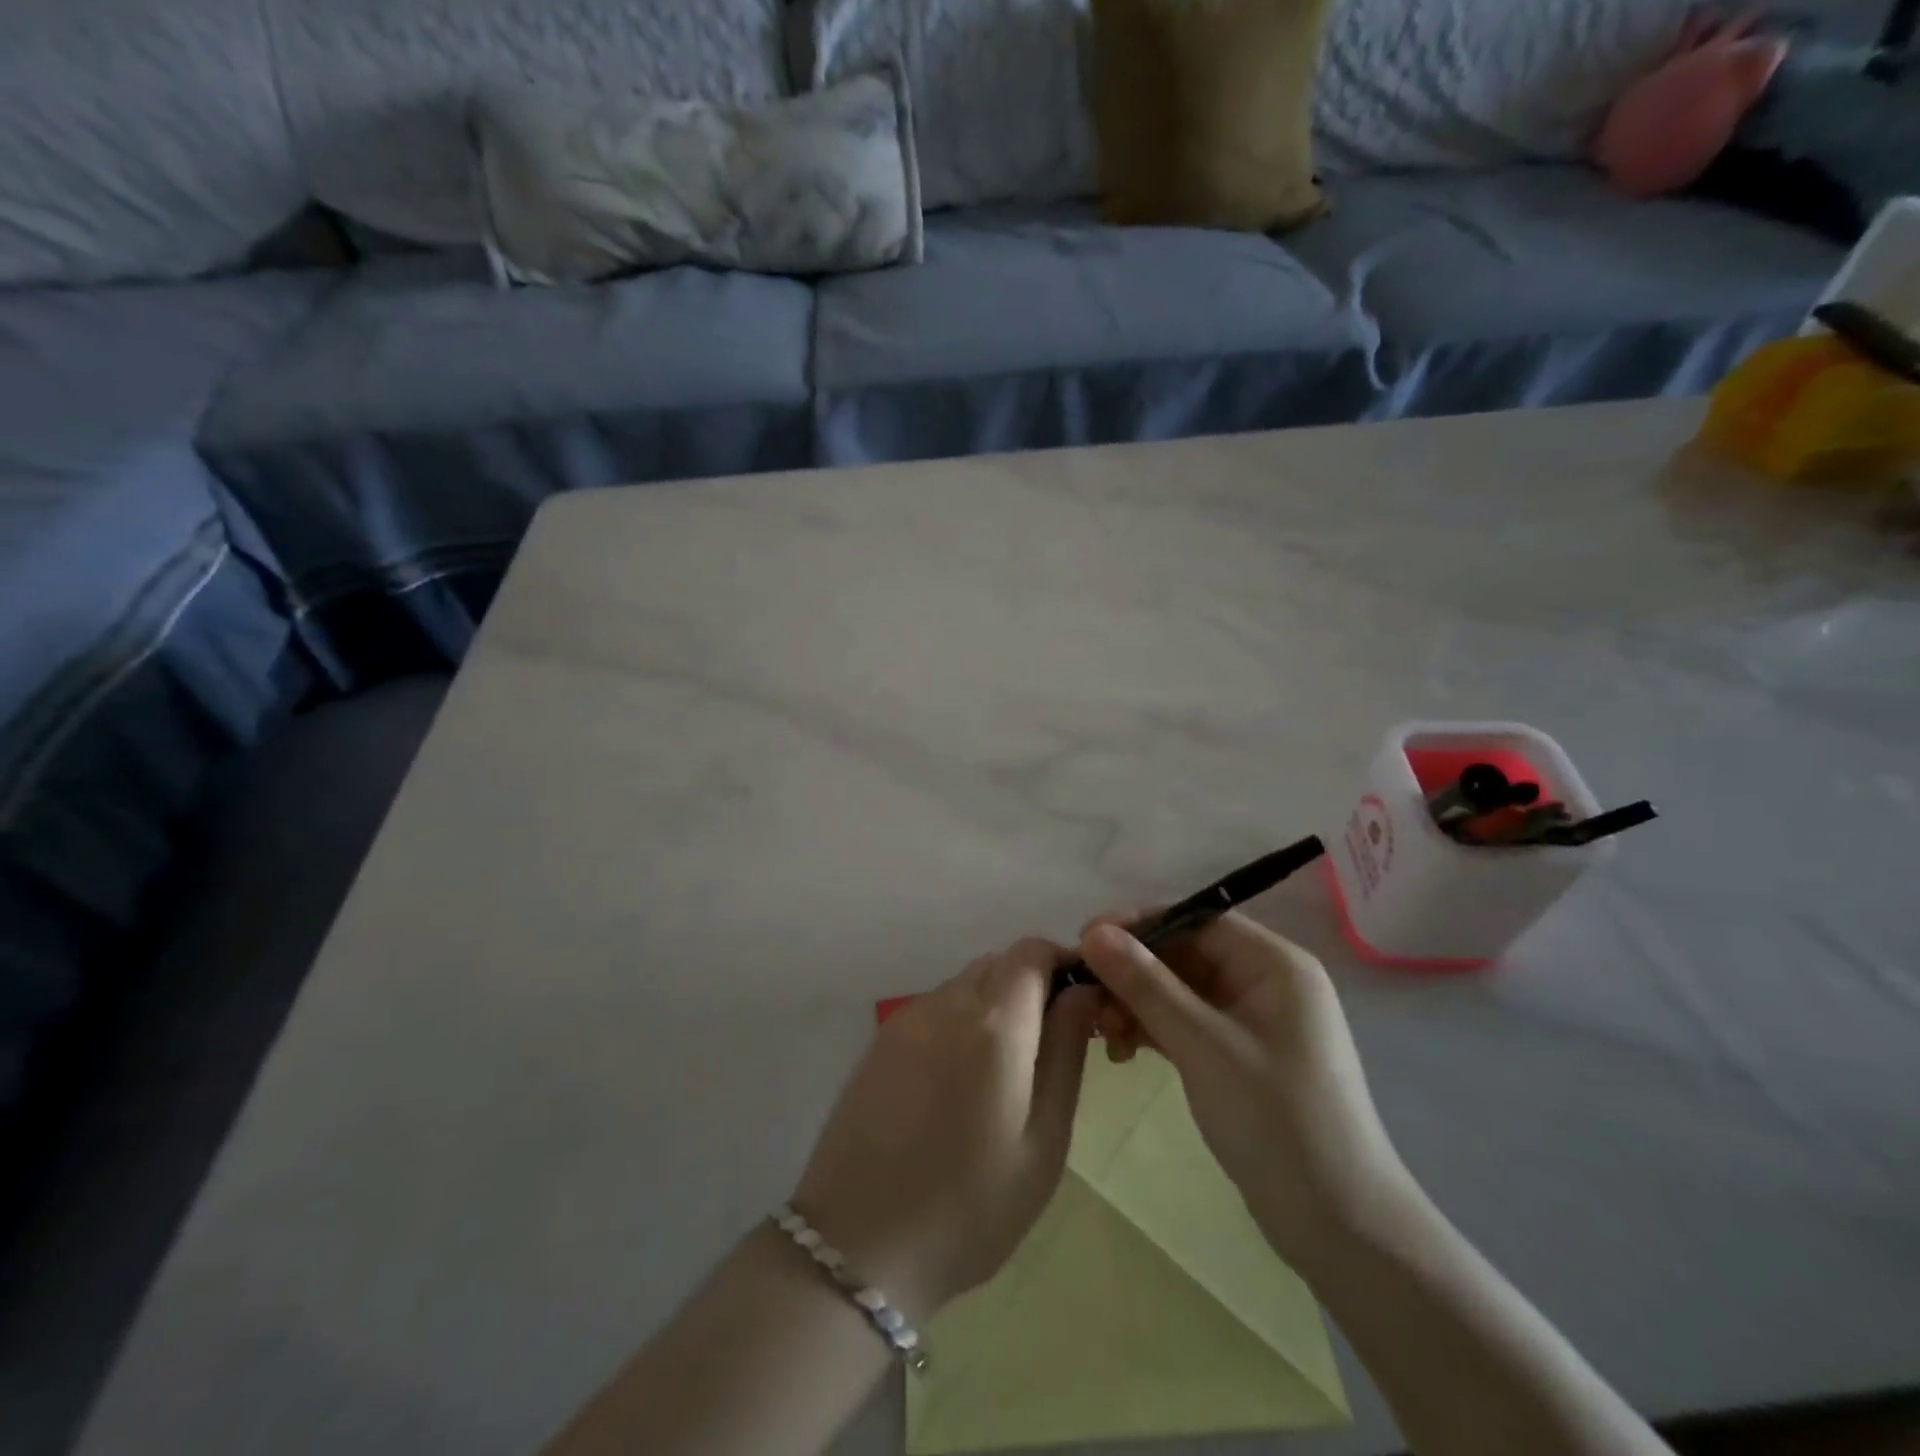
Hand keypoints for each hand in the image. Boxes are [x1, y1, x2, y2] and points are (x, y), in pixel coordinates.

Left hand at [793, 940, 1098, 1318]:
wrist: (856, 1247)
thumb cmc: (969, 1207)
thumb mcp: (1043, 1141)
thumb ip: (1066, 1053)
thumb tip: (1083, 992)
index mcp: (993, 1023)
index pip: (1033, 952)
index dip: (1063, 963)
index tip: (1083, 1004)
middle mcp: (947, 1003)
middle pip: (999, 962)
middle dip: (1033, 984)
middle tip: (1051, 1043)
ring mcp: (907, 1018)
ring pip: (966, 982)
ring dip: (997, 1001)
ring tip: (1006, 1068)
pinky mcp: (881, 1040)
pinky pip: (936, 1006)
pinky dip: (962, 1018)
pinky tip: (961, 1078)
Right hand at [1080, 913, 1413, 1268]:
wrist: (1340, 1226)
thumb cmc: (1276, 1120)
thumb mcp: (1201, 1045)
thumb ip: (1145, 983)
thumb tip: (1093, 931)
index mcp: (1273, 963)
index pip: (1195, 919)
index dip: (1138, 924)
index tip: (1084, 941)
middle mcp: (1266, 981)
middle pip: (1184, 954)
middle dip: (1133, 973)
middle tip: (1087, 1000)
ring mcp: (1255, 1020)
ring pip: (1181, 991)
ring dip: (1138, 1005)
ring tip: (1105, 1037)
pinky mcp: (1242, 1055)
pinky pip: (1188, 1023)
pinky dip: (1155, 1031)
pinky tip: (1124, 1052)